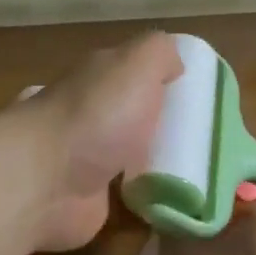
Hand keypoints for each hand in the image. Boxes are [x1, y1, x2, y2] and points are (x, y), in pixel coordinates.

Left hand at [24, 33, 183, 251]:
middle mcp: (92, 115)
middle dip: (166, 126)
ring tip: (204, 174)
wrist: (46, 181)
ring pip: (133, 156)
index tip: (204, 98)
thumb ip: (160, 53)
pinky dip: (151, 198)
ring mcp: (88, 159)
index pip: (136, 72)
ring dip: (160, 164)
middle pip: (136, 116)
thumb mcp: (137, 64)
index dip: (168, 81)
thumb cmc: (96, 116)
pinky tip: (179, 202)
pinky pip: (130, 196)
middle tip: (209, 141)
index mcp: (99, 78)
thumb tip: (174, 64)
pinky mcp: (90, 200)